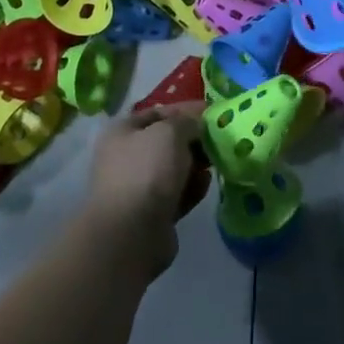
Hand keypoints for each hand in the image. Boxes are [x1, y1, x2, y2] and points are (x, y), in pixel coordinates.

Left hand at [83, 105, 208, 278]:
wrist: (131, 234)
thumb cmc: (147, 171)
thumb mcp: (170, 131)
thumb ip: (187, 121)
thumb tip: (197, 125)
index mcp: (122, 132)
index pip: (158, 112)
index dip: (186, 109)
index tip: (213, 112)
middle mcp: (127, 157)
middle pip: (167, 142)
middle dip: (194, 139)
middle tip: (220, 138)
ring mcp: (138, 188)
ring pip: (174, 169)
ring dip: (196, 164)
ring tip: (217, 160)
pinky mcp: (152, 214)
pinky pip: (177, 194)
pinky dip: (192, 188)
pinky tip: (207, 183)